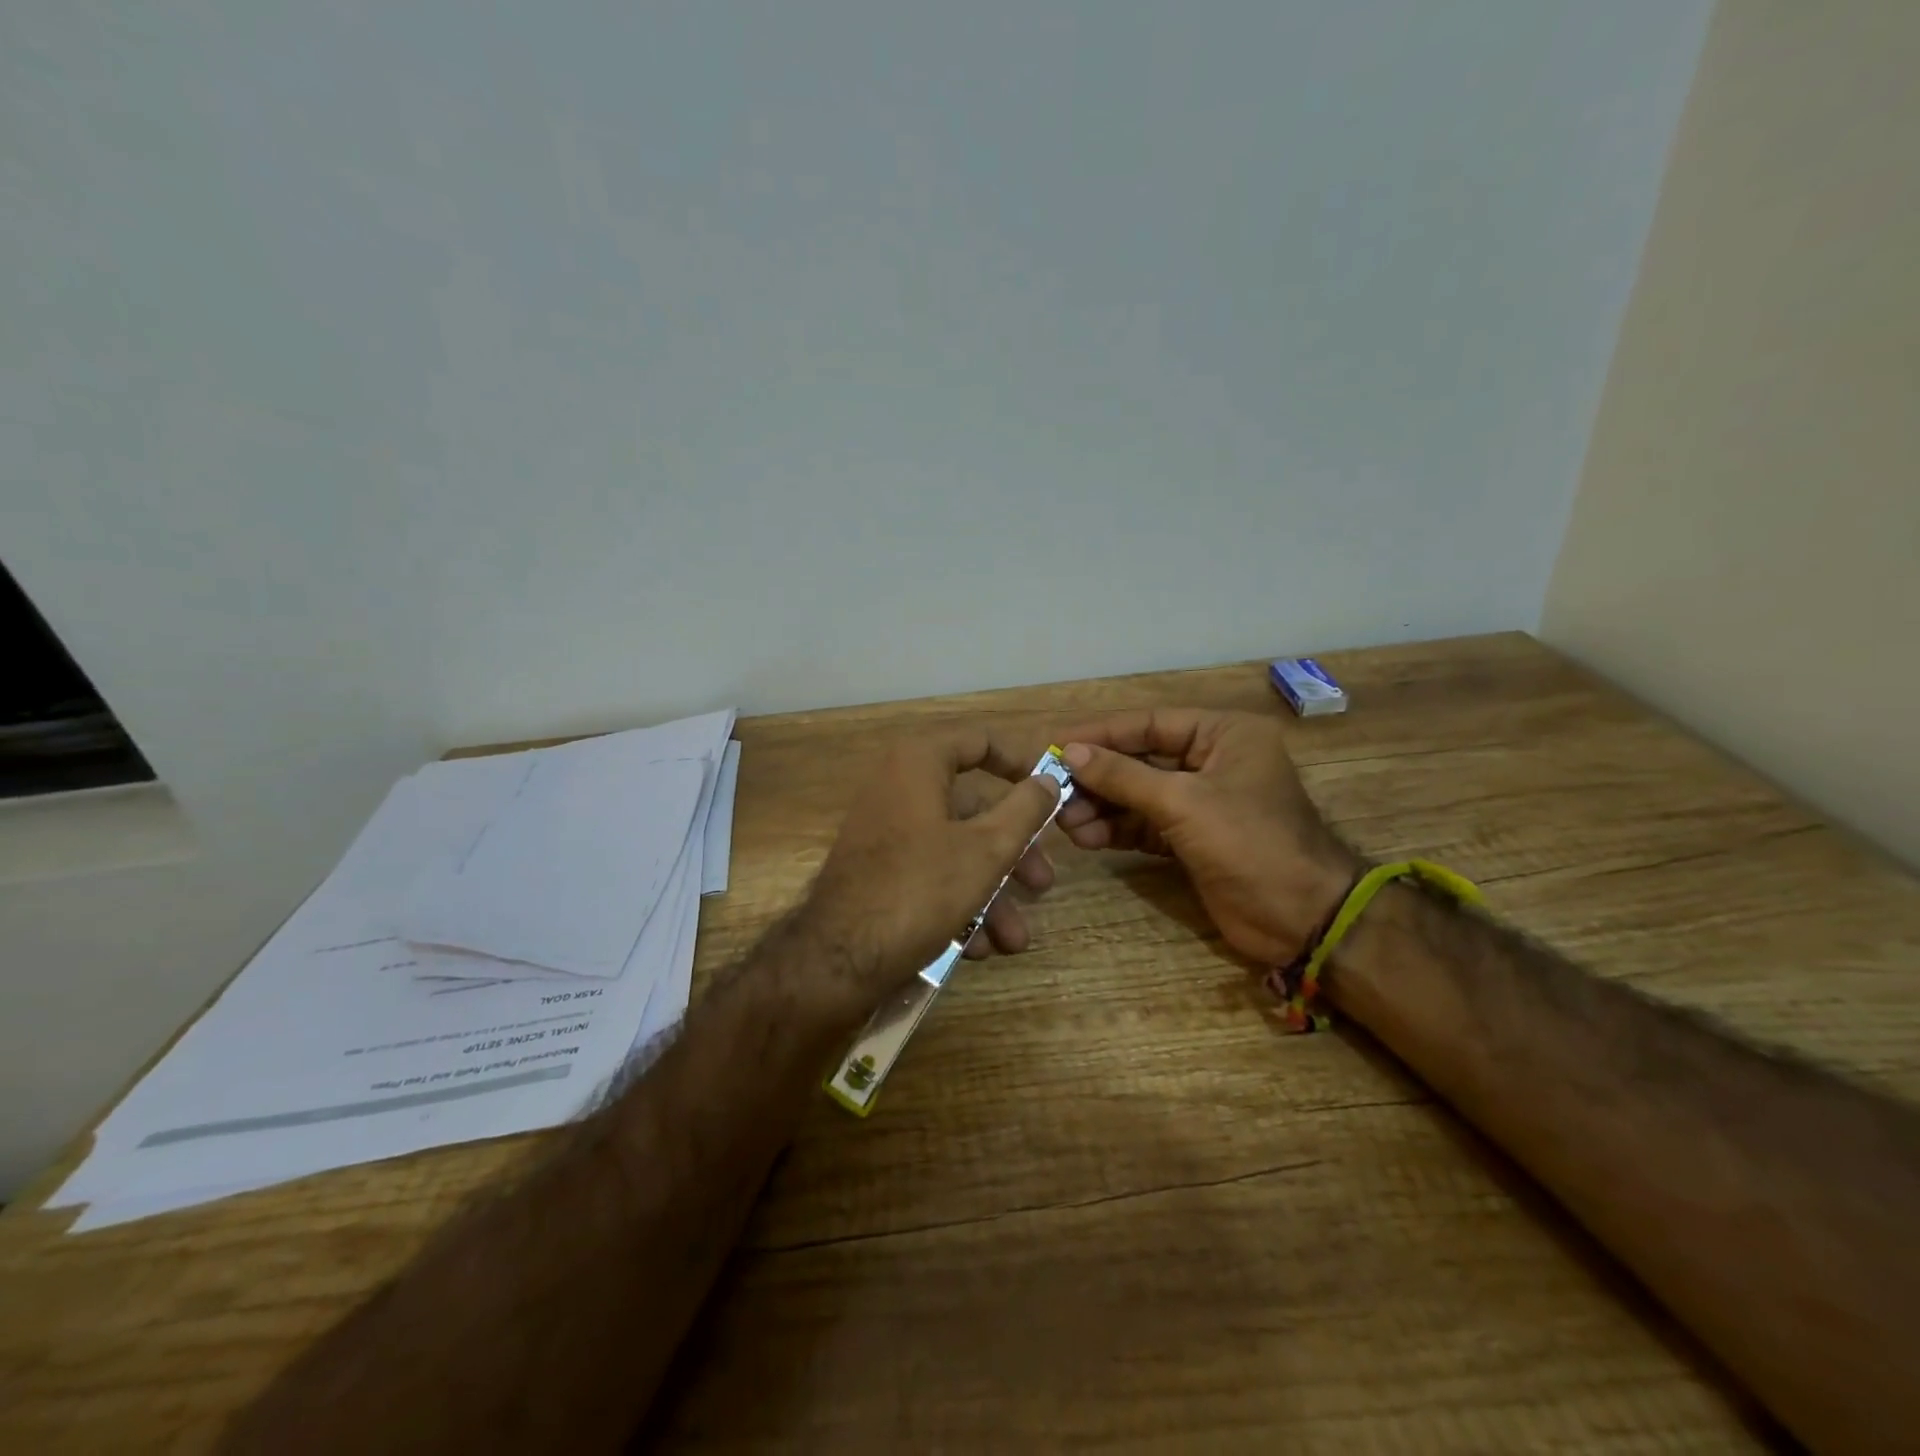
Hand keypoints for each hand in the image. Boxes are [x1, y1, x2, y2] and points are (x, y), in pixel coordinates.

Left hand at [794, 726, 1063, 1013]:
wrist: (838, 959)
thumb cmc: (920, 888)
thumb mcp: (987, 849)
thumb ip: (1025, 809)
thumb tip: (1048, 779)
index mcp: (918, 764)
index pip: (980, 742)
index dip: (1021, 763)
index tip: (1052, 792)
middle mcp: (897, 788)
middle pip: (973, 809)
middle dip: (1014, 854)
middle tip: (1042, 884)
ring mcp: (885, 832)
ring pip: (955, 850)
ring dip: (992, 893)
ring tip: (1015, 939)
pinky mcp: (877, 871)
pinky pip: (929, 874)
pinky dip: (959, 904)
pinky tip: (980, 947)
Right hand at [1055, 709, 1359, 964]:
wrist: (1302, 919)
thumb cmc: (1250, 843)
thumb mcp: (1183, 803)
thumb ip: (1124, 776)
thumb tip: (1071, 753)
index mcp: (1223, 735)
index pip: (1150, 724)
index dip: (1101, 734)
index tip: (1057, 745)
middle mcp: (1212, 761)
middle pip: (1140, 760)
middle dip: (1098, 778)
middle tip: (1055, 791)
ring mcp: (1201, 802)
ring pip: (1139, 795)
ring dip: (1102, 807)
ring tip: (1065, 822)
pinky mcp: (1192, 839)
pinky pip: (1145, 825)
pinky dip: (1117, 830)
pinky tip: (1087, 838)